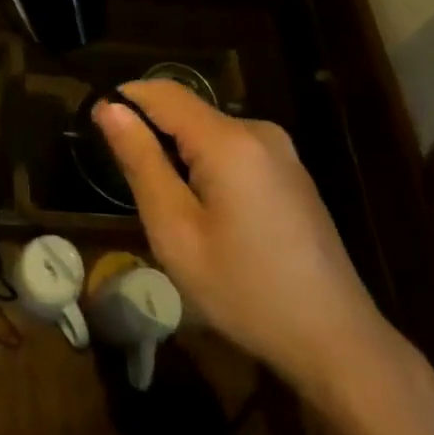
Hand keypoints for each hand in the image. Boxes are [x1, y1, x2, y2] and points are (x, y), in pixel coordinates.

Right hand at [94, 80, 402, 407]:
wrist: (337, 341)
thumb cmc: (245, 290)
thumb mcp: (176, 231)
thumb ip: (140, 161)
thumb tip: (109, 108)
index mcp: (228, 140)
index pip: (162, 92)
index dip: (124, 100)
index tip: (97, 129)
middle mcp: (258, 131)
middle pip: (187, 111)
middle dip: (152, 133)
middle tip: (133, 190)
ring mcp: (281, 152)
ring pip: (209, 132)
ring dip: (179, 153)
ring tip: (170, 210)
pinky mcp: (291, 173)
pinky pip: (234, 150)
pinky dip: (207, 166)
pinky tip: (210, 217)